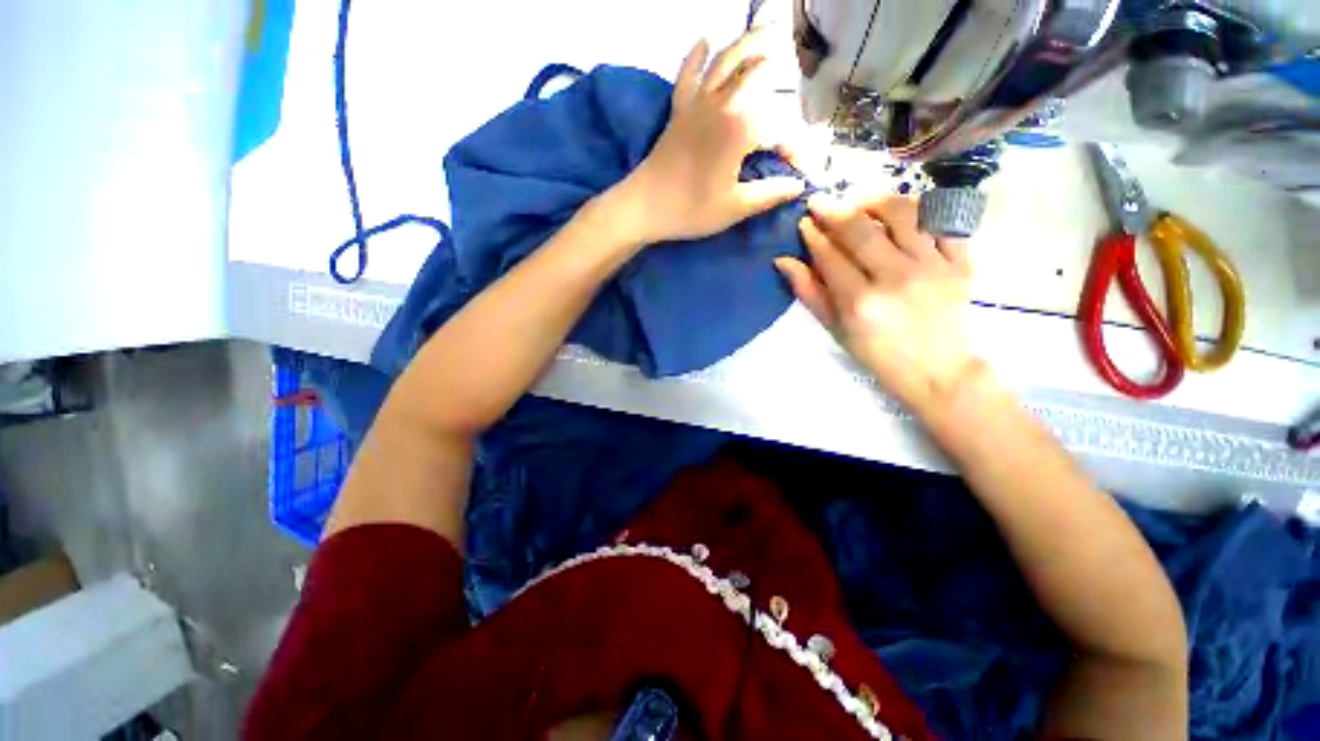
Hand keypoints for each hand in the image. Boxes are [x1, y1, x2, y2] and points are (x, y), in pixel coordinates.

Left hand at [621, 29, 805, 244]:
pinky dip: (696, 56)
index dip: (797, 149)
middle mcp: (722, 105)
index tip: (801, 172)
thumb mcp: (735, 208)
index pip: (781, 130)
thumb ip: (770, 193)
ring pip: (726, 62)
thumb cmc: (690, 211)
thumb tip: (798, 185)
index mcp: (741, 129)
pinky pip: (687, 75)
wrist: (643, 207)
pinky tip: (705, 40)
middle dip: (783, 77)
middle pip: (759, 75)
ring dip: (749, 45)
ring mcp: (698, 104)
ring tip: (770, 32)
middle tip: (799, 87)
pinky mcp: (678, 111)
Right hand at [775, 192, 979, 415]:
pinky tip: (902, 212)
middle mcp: (895, 277)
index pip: (830, 255)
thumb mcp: (836, 331)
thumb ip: (811, 294)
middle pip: (860, 228)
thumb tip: (784, 262)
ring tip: (860, 201)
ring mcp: (932, 266)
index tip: (804, 221)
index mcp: (860, 301)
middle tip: (821, 201)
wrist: (939, 371)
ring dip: (875, 200)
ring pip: (902, 214)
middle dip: (834, 209)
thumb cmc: (879, 355)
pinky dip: (920, 209)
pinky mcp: (961, 262)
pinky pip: (942, 221)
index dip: (813, 234)